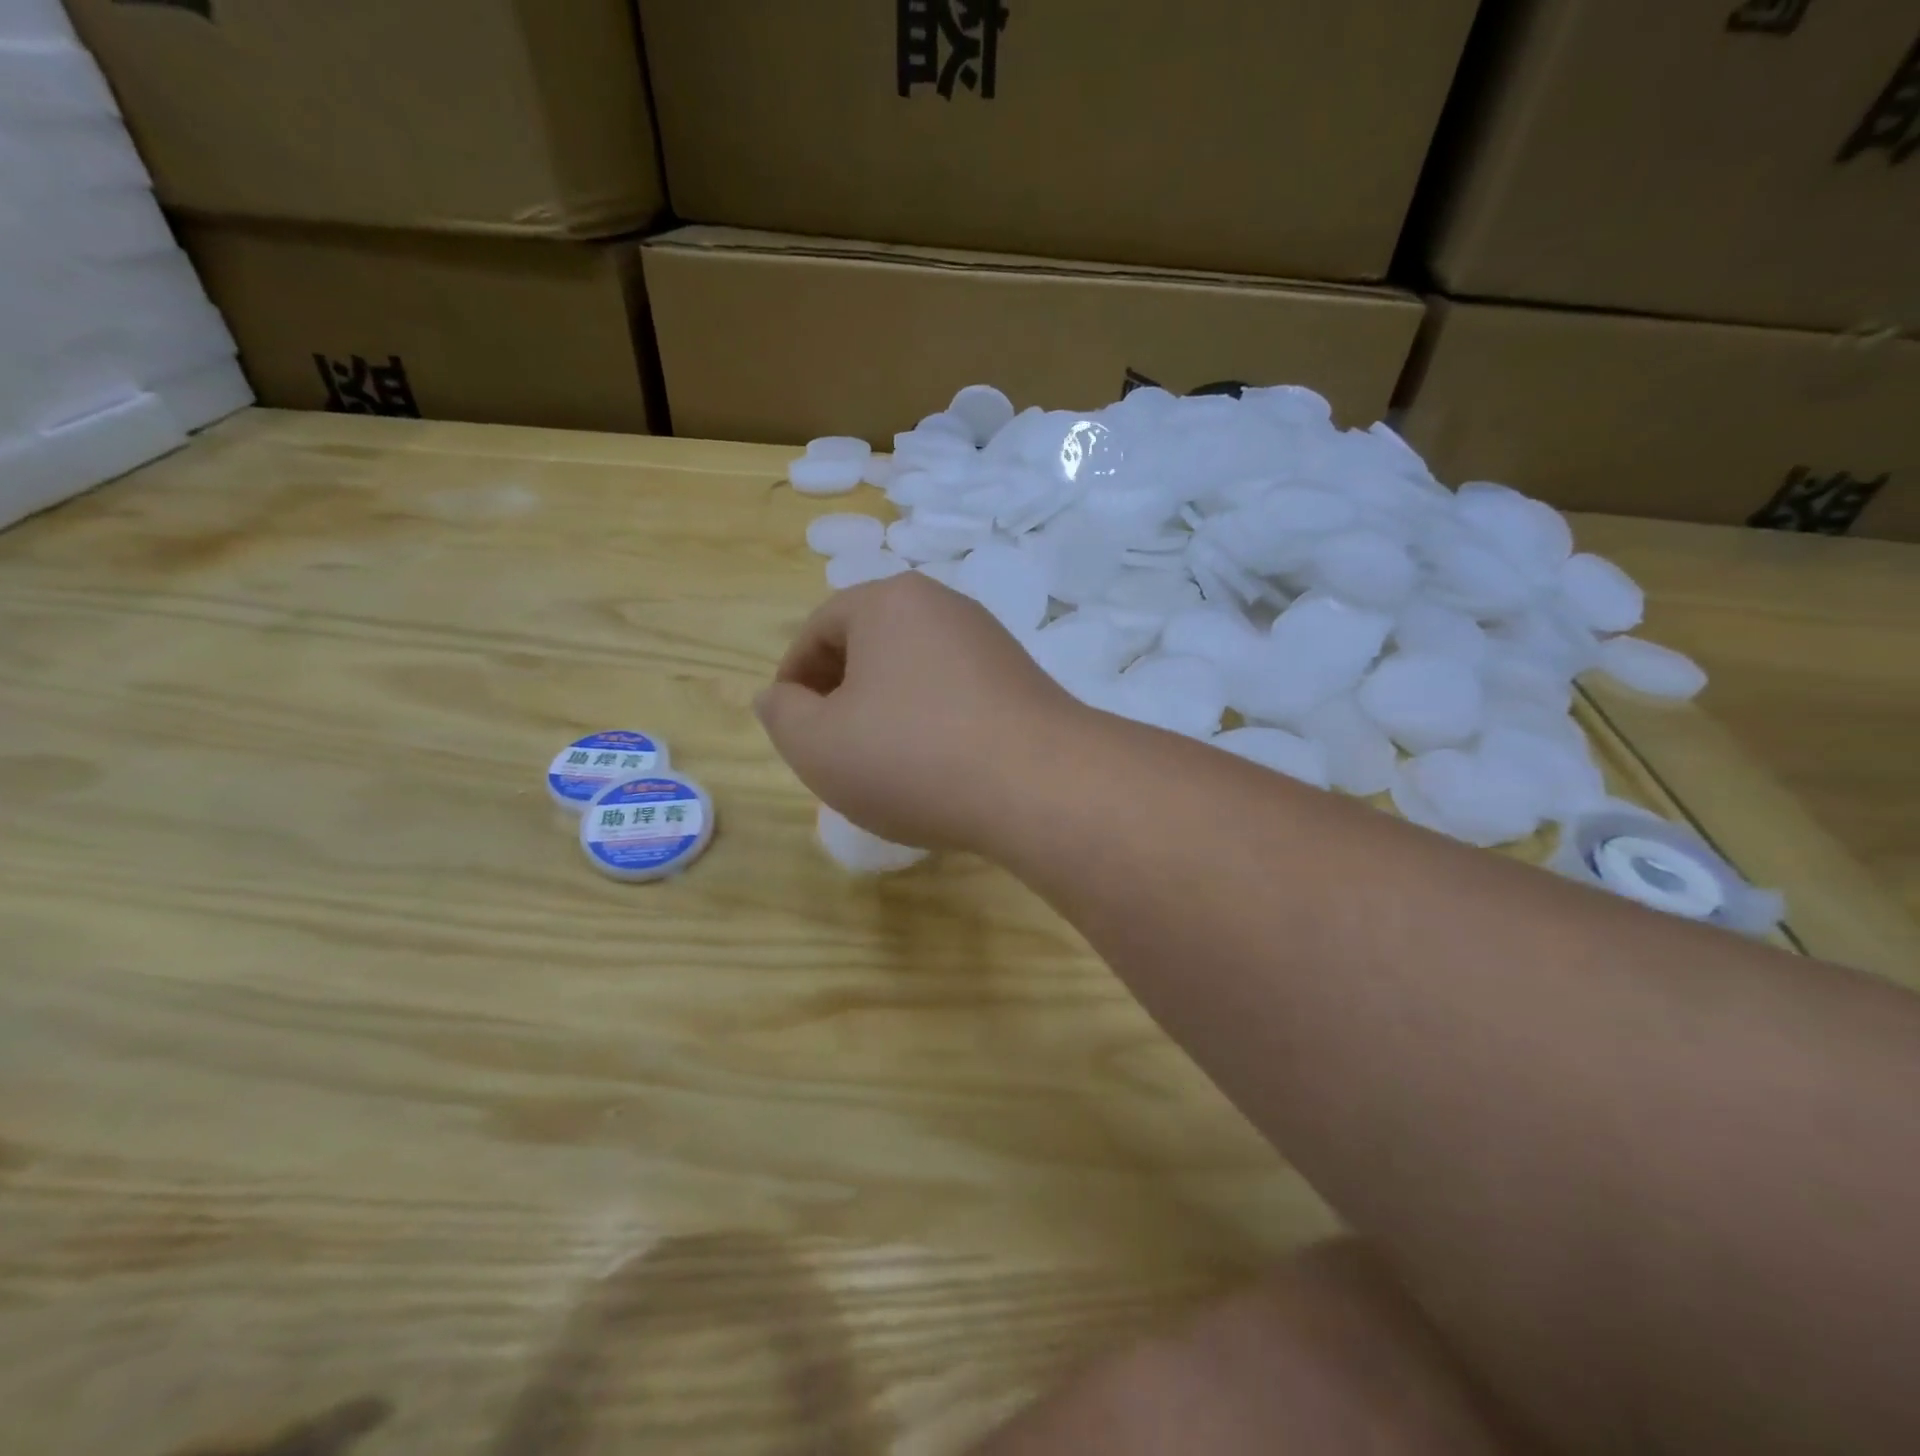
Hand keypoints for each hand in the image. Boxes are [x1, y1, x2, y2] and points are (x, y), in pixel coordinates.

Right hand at [756, 574, 1079, 850]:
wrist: (1040, 786)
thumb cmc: (913, 757)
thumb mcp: (818, 745)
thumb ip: (782, 714)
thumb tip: (778, 696)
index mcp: (888, 602)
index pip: (820, 628)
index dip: (794, 678)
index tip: (790, 725)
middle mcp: (943, 606)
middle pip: (870, 643)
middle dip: (840, 692)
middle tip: (832, 746)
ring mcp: (989, 641)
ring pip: (913, 670)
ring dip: (886, 709)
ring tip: (882, 761)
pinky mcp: (1021, 679)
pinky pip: (954, 692)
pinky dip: (930, 720)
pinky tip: (934, 765)